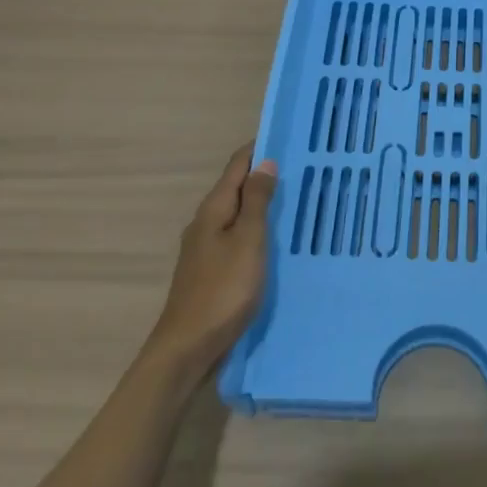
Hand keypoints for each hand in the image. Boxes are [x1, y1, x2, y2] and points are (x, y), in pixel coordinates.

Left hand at [147, 142, 277, 381]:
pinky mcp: (210, 271)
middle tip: (300, 168)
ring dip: (261, 203)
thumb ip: (257, 201)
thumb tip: (265, 162)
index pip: (237, 165)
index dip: (259, 148)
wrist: (187, 349)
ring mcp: (205, 249)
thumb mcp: (248, 241)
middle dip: (263, 175)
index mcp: (213, 209)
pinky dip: (256, 229)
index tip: (287, 137)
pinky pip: (237, 237)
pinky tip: (273, 240)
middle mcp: (205, 223)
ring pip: (237, 214)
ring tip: (293, 199)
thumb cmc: (222, 290)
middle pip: (236, 188)